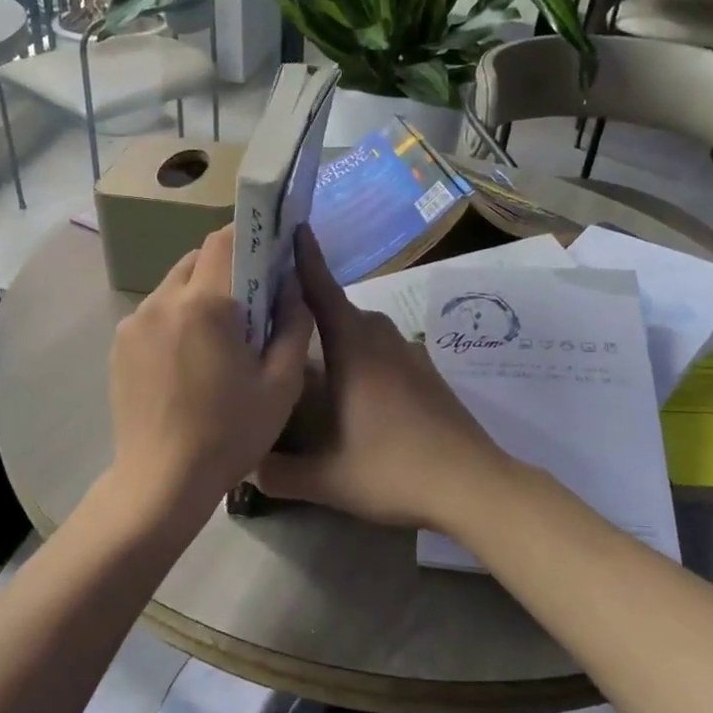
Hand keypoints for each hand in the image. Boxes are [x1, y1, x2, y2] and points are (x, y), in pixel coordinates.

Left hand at [106, 225, 311, 522]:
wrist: (161, 481)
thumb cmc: (230, 435)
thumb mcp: (281, 384)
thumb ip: (294, 323)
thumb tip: (291, 284)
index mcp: (205, 305)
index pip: (224, 240)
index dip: (248, 235)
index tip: (268, 250)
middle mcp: (162, 301)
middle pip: (197, 259)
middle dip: (226, 268)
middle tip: (250, 303)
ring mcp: (134, 322)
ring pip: (173, 285)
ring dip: (200, 293)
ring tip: (219, 335)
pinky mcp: (119, 345)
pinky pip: (155, 312)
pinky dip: (176, 317)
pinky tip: (189, 358)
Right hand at [255, 229, 509, 532]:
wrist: (472, 484)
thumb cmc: (393, 470)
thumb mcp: (325, 480)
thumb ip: (275, 474)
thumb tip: (240, 467)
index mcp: (353, 350)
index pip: (322, 291)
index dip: (304, 259)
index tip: (289, 228)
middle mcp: (381, 340)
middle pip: (339, 309)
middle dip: (308, 305)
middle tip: (274, 316)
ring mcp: (409, 355)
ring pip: (364, 330)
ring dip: (337, 333)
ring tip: (309, 355)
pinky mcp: (427, 373)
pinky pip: (383, 348)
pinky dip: (361, 352)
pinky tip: (353, 388)